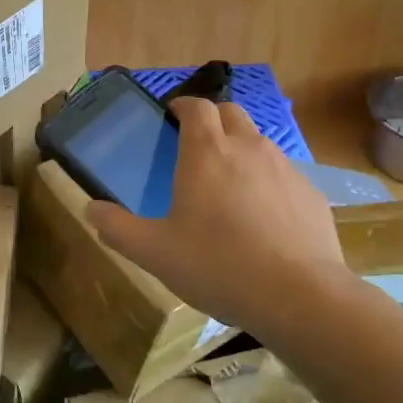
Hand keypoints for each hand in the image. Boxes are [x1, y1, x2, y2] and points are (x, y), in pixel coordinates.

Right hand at [86, 97, 355, 335]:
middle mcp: (248, 147)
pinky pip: (284, 174)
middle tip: (197, 148)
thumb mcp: (155, 253)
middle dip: (212, 120)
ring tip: (229, 185)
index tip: (171, 118)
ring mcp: (285, 169)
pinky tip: (264, 218)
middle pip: (230, 113)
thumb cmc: (219, 266)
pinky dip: (269, 182)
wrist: (300, 297)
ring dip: (241, 150)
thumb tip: (91, 210)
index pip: (196, 106)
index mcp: (207, 152)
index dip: (182, 106)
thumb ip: (118, 228)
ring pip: (259, 142)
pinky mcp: (311, 194)